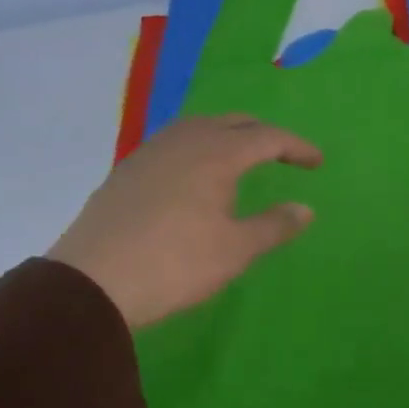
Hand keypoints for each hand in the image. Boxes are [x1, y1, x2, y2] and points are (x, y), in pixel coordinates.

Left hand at [49, 114, 321, 328]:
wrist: (91, 284)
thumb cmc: (176, 264)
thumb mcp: (236, 250)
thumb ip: (275, 225)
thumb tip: (305, 209)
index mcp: (215, 155)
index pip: (267, 137)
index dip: (296, 147)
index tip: (317, 163)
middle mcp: (183, 142)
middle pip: (232, 122)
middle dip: (264, 134)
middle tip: (284, 155)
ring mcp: (149, 154)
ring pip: (197, 128)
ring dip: (228, 136)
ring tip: (242, 159)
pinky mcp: (126, 172)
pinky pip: (173, 143)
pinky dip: (199, 148)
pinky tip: (197, 175)